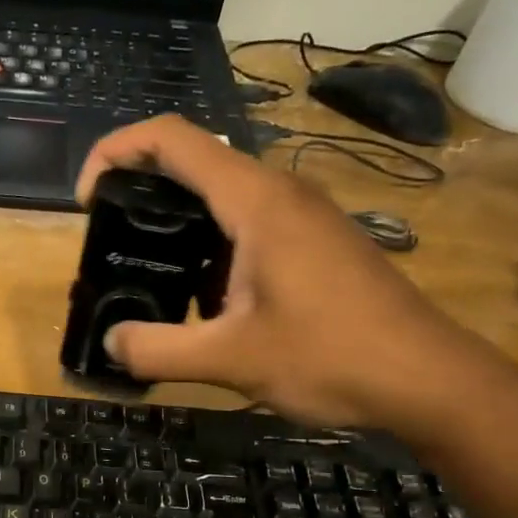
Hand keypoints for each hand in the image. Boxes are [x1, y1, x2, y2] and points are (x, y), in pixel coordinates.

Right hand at [75, 116, 504, 432]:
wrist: (429, 379)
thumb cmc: (331, 357)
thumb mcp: (230, 360)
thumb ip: (157, 350)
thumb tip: (111, 343)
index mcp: (255, 201)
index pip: (170, 138)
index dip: (115, 151)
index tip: (88, 200)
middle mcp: (279, 192)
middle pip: (193, 160)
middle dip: (139, 188)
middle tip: (110, 240)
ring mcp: (302, 215)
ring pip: (221, 194)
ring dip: (175, 221)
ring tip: (149, 273)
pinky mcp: (315, 241)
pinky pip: (247, 222)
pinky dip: (209, 244)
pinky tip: (205, 301)